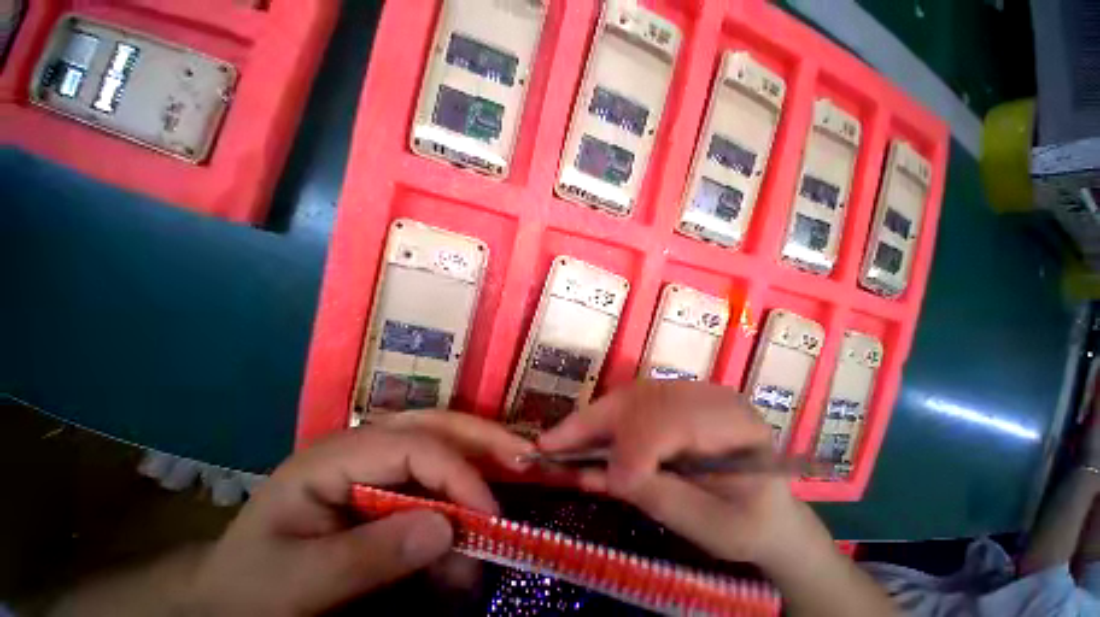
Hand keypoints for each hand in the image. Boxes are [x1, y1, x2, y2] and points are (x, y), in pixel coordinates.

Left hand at [187, 412, 533, 615]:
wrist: (230, 596)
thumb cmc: (249, 589)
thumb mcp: (294, 584)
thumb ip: (364, 558)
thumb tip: (444, 528)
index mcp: (335, 455)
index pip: (414, 446)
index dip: (458, 473)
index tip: (490, 513)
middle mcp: (365, 444)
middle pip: (437, 426)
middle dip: (485, 439)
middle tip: (525, 455)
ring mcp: (380, 459)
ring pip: (444, 440)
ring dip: (481, 459)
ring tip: (514, 473)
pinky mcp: (390, 479)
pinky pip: (438, 472)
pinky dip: (464, 490)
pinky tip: (476, 514)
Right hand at [539, 380, 831, 570]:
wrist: (765, 509)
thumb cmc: (748, 524)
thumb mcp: (712, 528)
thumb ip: (659, 497)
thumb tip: (602, 474)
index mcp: (737, 425)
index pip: (677, 421)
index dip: (637, 448)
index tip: (610, 481)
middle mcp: (710, 396)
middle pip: (645, 399)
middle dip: (596, 422)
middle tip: (553, 443)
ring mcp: (689, 391)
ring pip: (629, 395)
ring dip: (591, 417)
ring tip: (559, 438)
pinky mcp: (670, 397)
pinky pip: (628, 400)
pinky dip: (600, 417)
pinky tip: (580, 432)